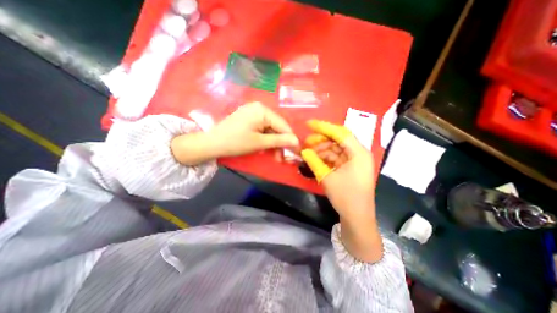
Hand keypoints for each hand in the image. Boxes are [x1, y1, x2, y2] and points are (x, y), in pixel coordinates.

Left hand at [208, 101, 297, 157]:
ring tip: (275, 156)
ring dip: (274, 143)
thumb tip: (297, 141)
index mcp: (263, 110)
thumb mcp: (260, 143)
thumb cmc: (236, 142)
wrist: (212, 143)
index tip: (295, 152)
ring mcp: (253, 112)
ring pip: (271, 129)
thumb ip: (279, 141)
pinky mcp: (249, 118)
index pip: (283, 125)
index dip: (290, 139)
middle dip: (280, 143)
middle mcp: (260, 108)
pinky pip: (263, 128)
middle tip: (282, 158)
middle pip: (277, 127)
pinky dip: (266, 139)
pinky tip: (266, 148)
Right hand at [301, 121, 382, 261]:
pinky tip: (316, 159)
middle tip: (307, 142)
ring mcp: (355, 161)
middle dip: (321, 139)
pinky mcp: (351, 168)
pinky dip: (326, 158)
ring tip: (309, 152)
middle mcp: (359, 154)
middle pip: (338, 140)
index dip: (324, 127)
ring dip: (323, 149)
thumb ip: (314, 161)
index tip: (309, 124)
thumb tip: (304, 151)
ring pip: (336, 149)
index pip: (340, 133)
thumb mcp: (327, 177)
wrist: (357, 218)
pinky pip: (337, 158)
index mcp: (358, 153)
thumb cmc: (346, 197)